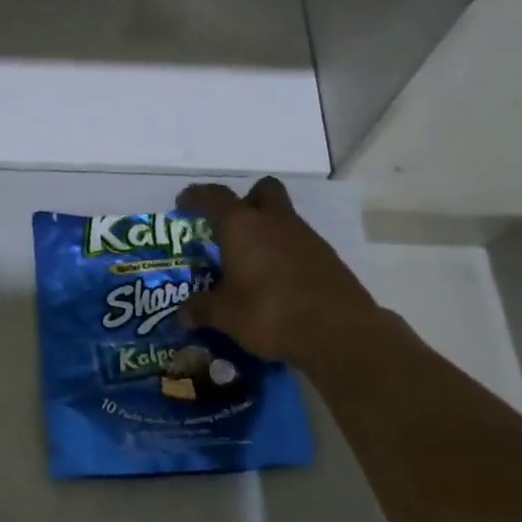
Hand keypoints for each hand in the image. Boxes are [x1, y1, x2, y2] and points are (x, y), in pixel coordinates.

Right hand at [176, 177, 383, 368]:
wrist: (338, 331)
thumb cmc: (269, 313)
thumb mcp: (226, 315)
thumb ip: (201, 309)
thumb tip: (182, 315)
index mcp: (242, 225)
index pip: (214, 197)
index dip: (196, 197)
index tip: (183, 204)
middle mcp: (274, 221)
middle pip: (262, 190)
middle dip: (246, 200)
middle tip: (231, 225)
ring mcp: (305, 236)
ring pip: (283, 217)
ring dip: (267, 230)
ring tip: (251, 262)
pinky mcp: (327, 257)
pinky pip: (299, 244)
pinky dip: (285, 254)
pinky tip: (277, 282)